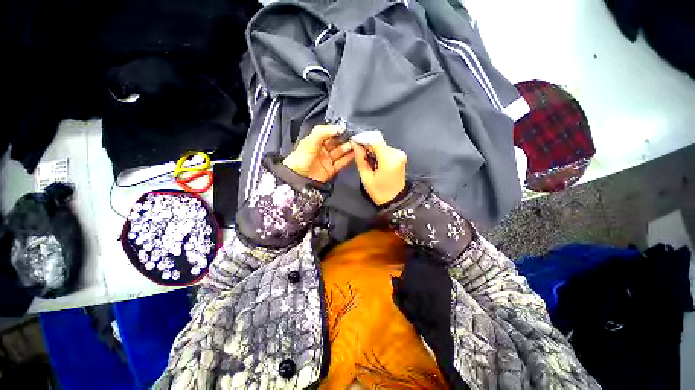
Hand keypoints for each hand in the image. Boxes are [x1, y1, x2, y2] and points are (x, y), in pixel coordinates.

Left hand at [283, 124, 353, 182]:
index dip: (337, 130)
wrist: (298, 178)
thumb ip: (323, 132)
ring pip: (340, 152)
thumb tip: (338, 127)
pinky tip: (354, 153)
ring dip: (348, 147)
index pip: (329, 133)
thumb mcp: (310, 141)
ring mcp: (327, 160)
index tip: (346, 128)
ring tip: (356, 143)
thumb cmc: (299, 159)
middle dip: (345, 138)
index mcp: (315, 141)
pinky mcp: (331, 170)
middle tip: (354, 135)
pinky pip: (342, 163)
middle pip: (336, 142)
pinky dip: (348, 158)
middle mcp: (322, 150)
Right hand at [351, 134, 406, 204]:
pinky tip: (375, 162)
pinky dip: (378, 153)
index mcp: (389, 160)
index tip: (354, 143)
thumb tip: (355, 144)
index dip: (363, 138)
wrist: (396, 200)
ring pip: (381, 144)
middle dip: (367, 146)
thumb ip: (360, 159)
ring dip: (372, 150)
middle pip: (378, 141)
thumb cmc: (379, 192)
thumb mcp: (366, 178)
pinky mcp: (400, 155)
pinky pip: (386, 149)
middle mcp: (397, 153)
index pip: (375, 139)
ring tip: (368, 162)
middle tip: (360, 156)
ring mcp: (400, 154)